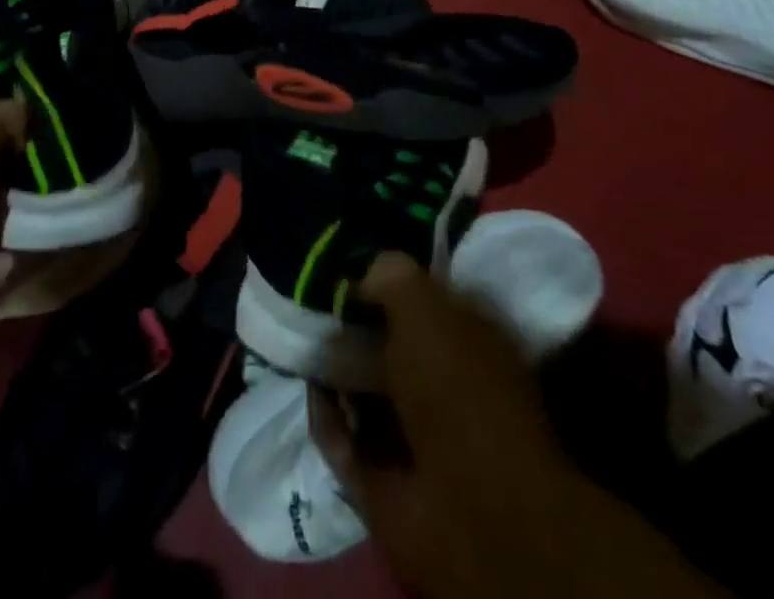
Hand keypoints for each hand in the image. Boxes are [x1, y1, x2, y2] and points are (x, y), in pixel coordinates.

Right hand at [314, 253, 721, 598]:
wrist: (472, 510)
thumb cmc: (457, 388)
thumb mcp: (424, 305)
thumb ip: (390, 275)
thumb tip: (360, 273)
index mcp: (471, 340)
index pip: (424, 298)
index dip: (387, 281)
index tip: (348, 264)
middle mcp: (446, 383)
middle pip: (389, 343)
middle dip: (352, 325)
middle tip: (313, 300)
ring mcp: (417, 435)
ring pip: (362, 387)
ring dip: (333, 367)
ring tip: (301, 336)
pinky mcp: (385, 476)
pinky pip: (343, 434)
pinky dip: (325, 414)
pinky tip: (309, 383)